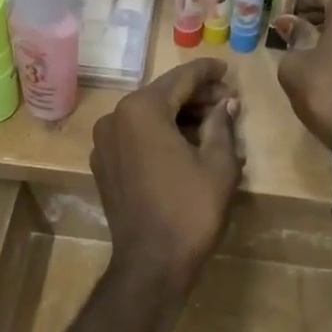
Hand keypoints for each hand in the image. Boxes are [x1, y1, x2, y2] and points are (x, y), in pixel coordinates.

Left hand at [90, 59, 241, 288]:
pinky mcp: (103, 164)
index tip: (227, 68)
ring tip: (213, 121)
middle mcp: (115, 117)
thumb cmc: (190, 209)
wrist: (151, 263)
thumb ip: (222, 124)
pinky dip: (159, 133)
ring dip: (179, 115)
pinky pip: (135, 136)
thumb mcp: (218, 164)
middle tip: (227, 99)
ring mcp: (104, 142)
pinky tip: (186, 142)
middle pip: (162, 95)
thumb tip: (226, 103)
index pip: (181, 78)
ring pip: (147, 116)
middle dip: (195, 95)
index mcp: (141, 109)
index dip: (207, 72)